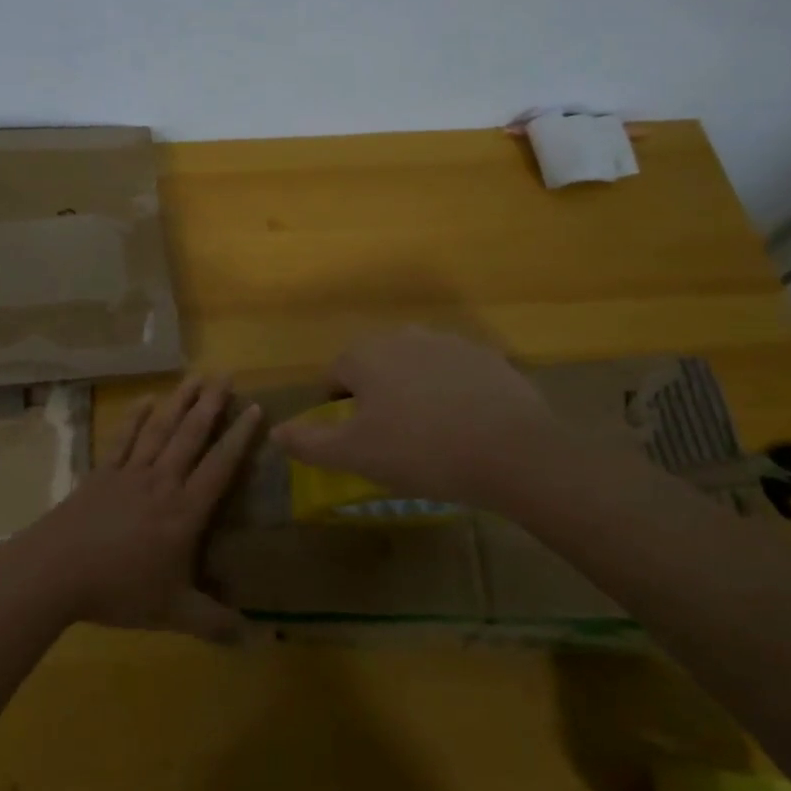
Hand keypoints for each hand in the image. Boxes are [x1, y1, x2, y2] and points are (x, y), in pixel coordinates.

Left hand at [11, 376, 260, 642]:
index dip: (239, 438)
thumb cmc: (119, 589)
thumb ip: (214, 623)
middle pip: (190, 436)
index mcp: (184, 511)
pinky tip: (147, 400)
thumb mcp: (173, 612)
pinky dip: (137, 417)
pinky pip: (124, 439)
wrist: (56, 571)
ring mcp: (129, 473)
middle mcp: (161, 482)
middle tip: (226, 375)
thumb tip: (257, 641)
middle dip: (211, 405)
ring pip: (160, 430)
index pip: (219, 467)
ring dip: (179, 402)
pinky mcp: (102, 473)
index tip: (255, 409)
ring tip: (195, 377)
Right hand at [271, 327, 567, 506]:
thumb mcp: (355, 454)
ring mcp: (449, 342)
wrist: (513, 451)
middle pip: (376, 364)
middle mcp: (403, 336)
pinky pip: (455, 373)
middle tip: (391, 438)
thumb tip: (277, 433)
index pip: (336, 374)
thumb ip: (310, 442)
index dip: (339, 407)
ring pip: (416, 366)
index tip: (356, 438)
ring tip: (430, 434)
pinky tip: (466, 426)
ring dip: (414, 391)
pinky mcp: (487, 357)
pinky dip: (452, 393)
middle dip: (377, 395)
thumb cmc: (420, 450)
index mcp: (365, 354)